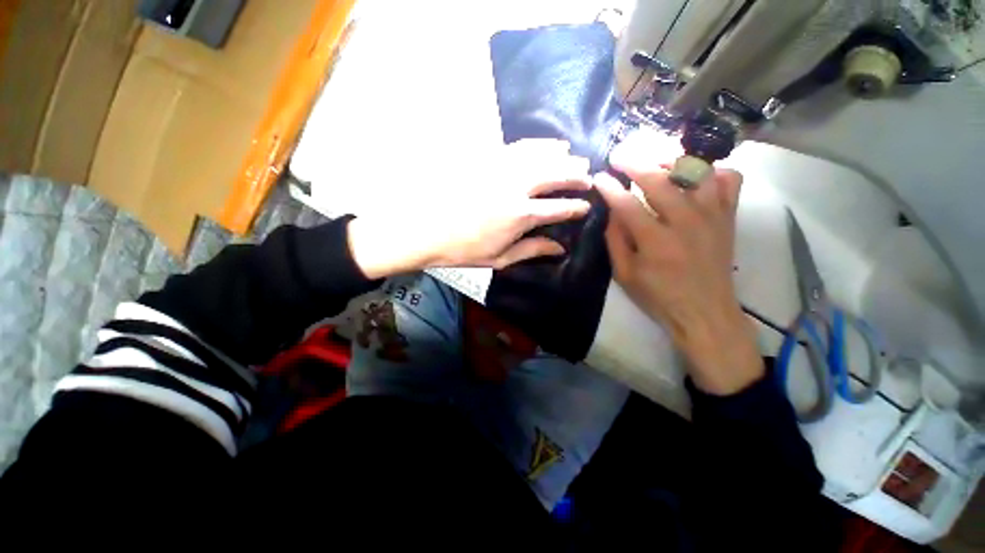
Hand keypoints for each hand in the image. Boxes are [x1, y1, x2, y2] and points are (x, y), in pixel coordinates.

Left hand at [347, 139, 591, 278]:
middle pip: (556, 174)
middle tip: (589, 176)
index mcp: (520, 216)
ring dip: (562, 155)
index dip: (576, 207)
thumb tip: (560, 248)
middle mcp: (516, 187)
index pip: (559, 208)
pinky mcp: (487, 157)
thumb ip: (532, 249)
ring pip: (541, 154)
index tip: (586, 206)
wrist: (425, 228)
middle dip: (577, 174)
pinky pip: (519, 145)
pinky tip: (549, 144)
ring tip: (575, 156)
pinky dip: (539, 144)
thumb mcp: (500, 258)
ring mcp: (500, 168)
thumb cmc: (463, 249)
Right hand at [595, 131, 762, 394]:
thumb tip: (612, 212)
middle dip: (634, 163)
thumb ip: (615, 241)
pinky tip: (695, 177)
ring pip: (696, 171)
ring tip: (654, 160)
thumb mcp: (625, 274)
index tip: (599, 177)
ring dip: (671, 160)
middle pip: (659, 179)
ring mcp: (712, 216)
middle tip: (619, 156)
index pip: (627, 204)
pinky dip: (712, 171)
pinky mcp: (728, 217)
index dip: (610, 188)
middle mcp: (686, 222)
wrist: (705, 312)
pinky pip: (729, 180)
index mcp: (656, 242)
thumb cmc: (659, 296)